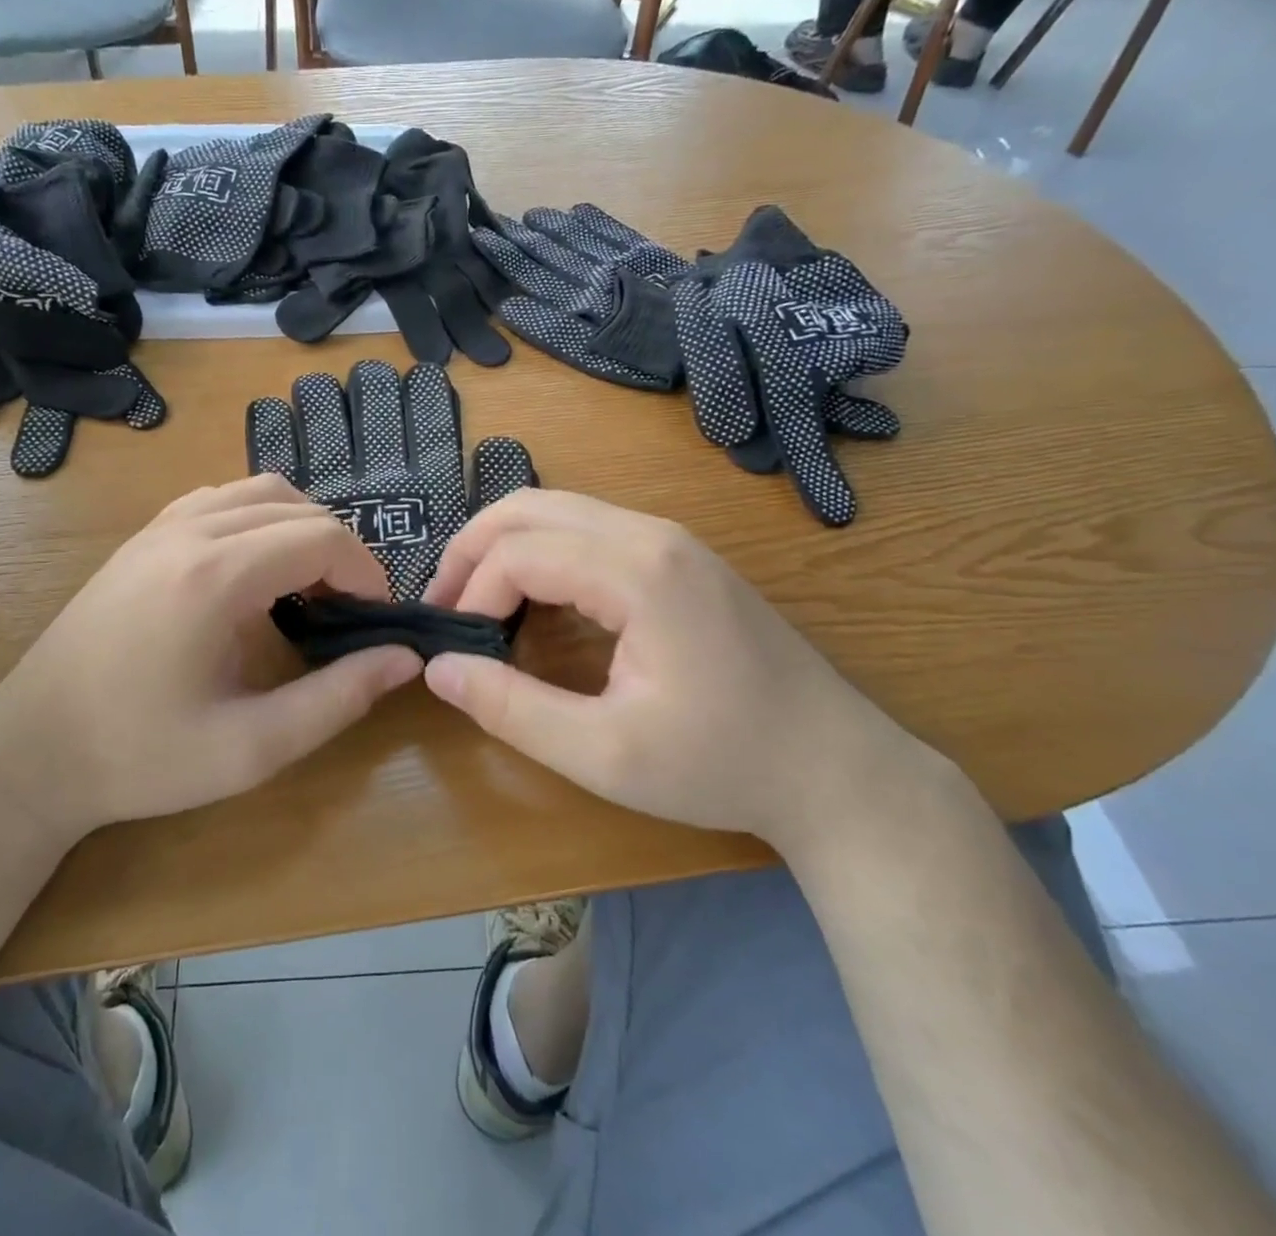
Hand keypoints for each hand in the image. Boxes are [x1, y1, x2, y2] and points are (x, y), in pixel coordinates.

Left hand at [0, 475, 421, 833]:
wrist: (31, 750)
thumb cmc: (140, 756)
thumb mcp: (251, 747)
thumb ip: (338, 698)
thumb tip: (405, 657)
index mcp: (215, 575)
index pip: (322, 537)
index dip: (365, 572)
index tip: (374, 619)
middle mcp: (188, 531)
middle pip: (297, 506)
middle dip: (339, 550)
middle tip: (348, 611)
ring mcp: (159, 527)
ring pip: (258, 491)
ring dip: (300, 528)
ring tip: (308, 587)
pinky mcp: (143, 537)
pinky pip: (220, 499)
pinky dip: (258, 519)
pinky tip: (254, 572)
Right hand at [421, 490, 924, 847]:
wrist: (836, 768)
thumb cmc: (721, 764)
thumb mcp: (603, 754)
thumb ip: (510, 708)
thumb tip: (439, 669)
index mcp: (636, 570)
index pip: (519, 553)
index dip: (470, 596)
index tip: (458, 649)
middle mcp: (650, 532)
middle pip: (530, 507)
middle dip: (472, 550)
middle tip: (442, 606)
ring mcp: (670, 538)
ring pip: (557, 510)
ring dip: (504, 547)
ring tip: (475, 601)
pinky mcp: (679, 555)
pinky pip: (587, 529)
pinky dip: (542, 552)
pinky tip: (533, 599)